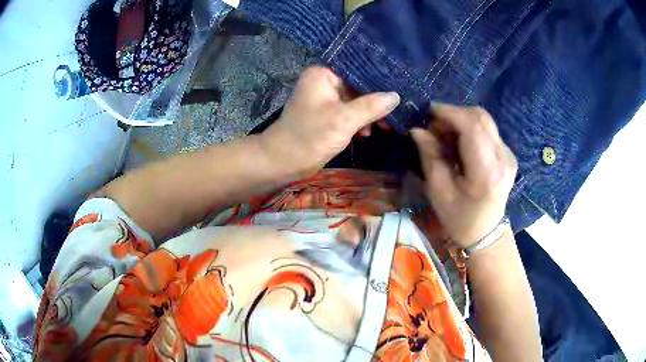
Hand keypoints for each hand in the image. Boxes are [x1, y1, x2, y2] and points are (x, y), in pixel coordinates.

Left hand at [261, 66, 399, 175]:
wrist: (284, 161)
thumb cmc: (311, 136)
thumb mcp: (345, 120)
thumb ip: (372, 106)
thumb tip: (396, 96)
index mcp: (322, 74)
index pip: (357, 70)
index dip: (378, 80)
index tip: (398, 88)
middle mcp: (322, 82)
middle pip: (357, 86)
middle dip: (375, 101)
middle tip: (395, 113)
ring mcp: (323, 99)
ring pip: (354, 101)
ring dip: (368, 113)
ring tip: (384, 126)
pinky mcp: (325, 115)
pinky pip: (347, 112)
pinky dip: (358, 121)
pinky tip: (367, 132)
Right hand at [411, 104, 517, 247]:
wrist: (486, 232)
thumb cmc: (459, 218)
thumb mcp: (438, 192)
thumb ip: (430, 156)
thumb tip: (418, 130)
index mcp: (486, 172)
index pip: (472, 127)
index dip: (449, 113)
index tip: (428, 112)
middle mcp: (503, 159)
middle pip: (480, 117)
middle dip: (454, 114)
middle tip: (435, 126)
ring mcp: (509, 155)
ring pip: (485, 120)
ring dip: (462, 119)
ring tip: (445, 134)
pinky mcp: (509, 154)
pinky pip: (488, 129)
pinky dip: (470, 127)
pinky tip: (460, 142)